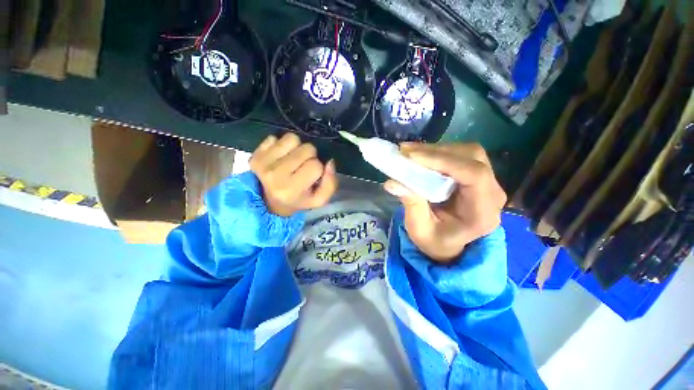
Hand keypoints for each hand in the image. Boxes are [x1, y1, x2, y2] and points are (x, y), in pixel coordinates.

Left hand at [250, 133, 337, 216]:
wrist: (270, 202)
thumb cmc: (299, 200)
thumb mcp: (319, 199)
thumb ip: (330, 184)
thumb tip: (329, 162)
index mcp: (292, 189)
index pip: (316, 165)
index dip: (318, 169)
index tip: (312, 176)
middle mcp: (276, 175)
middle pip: (307, 149)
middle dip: (310, 156)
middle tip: (304, 167)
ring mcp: (263, 163)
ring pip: (292, 138)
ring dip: (297, 148)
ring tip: (293, 160)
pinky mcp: (255, 155)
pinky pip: (276, 137)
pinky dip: (281, 146)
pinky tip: (281, 158)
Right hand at [383, 143, 506, 262]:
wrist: (448, 244)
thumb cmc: (435, 241)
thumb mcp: (420, 230)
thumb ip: (411, 205)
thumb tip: (391, 182)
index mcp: (483, 212)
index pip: (474, 175)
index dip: (443, 160)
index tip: (411, 156)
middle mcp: (492, 193)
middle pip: (472, 157)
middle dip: (436, 151)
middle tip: (405, 151)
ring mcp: (487, 182)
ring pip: (466, 152)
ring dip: (436, 150)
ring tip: (409, 152)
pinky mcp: (476, 176)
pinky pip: (460, 156)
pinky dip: (438, 153)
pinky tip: (420, 156)